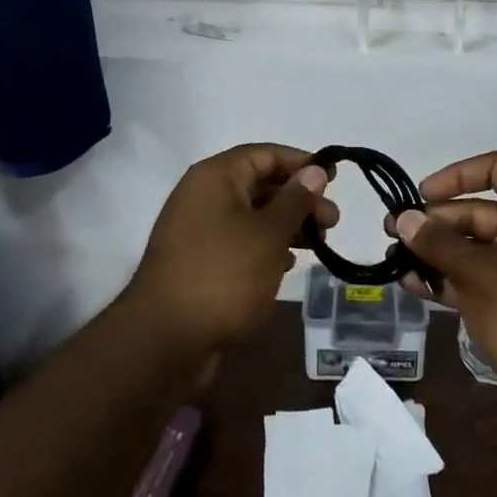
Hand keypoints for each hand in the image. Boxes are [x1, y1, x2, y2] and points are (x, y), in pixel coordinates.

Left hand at [125, 143, 334, 354]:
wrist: (163, 341)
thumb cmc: (223, 275)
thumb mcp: (269, 234)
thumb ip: (296, 199)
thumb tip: (315, 170)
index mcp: (215, 177)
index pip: (265, 154)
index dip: (302, 163)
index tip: (334, 180)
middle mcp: (202, 195)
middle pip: (260, 184)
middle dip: (299, 200)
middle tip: (332, 222)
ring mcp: (197, 230)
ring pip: (251, 215)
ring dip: (286, 225)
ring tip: (317, 245)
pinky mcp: (197, 261)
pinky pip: (238, 241)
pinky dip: (264, 247)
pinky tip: (285, 265)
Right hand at [392, 152, 496, 428]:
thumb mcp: (476, 270)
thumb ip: (437, 241)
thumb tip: (405, 219)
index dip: (459, 174)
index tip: (425, 193)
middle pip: (479, 212)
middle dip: (436, 221)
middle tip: (394, 232)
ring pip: (474, 249)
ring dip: (436, 253)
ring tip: (394, 260)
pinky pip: (476, 280)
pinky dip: (447, 280)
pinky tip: (412, 286)